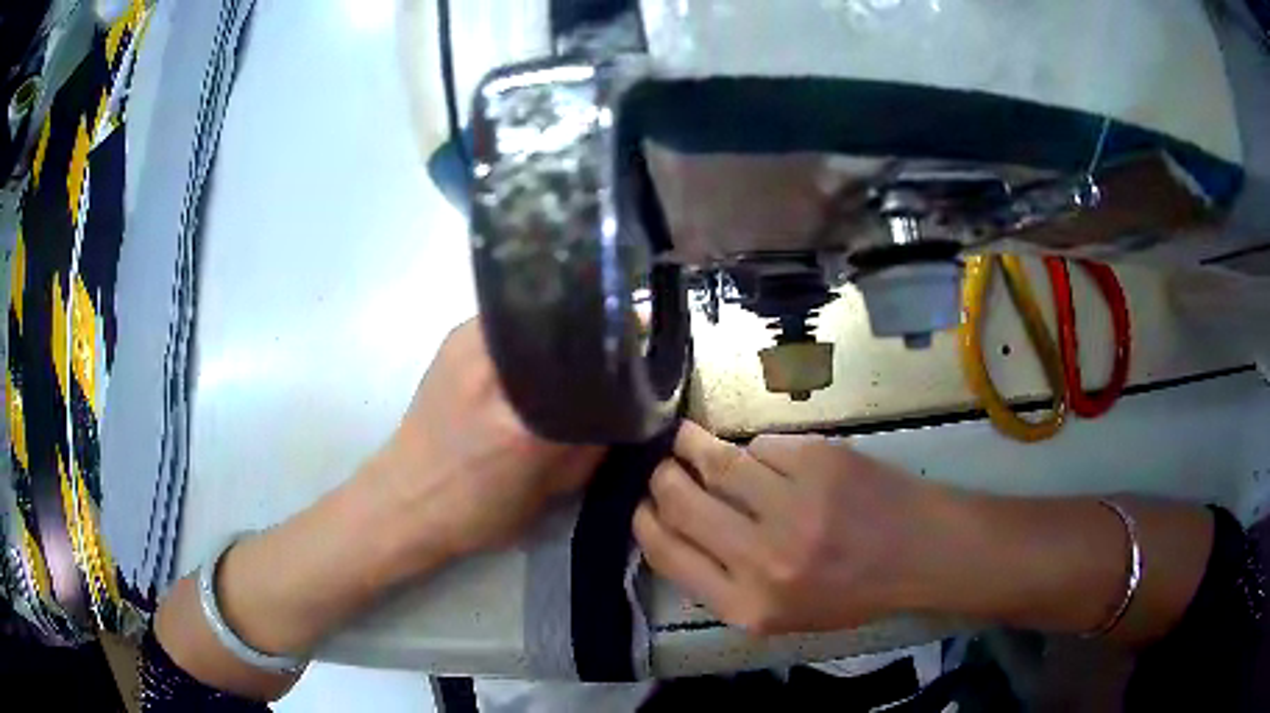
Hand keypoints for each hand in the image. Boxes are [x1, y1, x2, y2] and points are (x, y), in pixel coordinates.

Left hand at [365, 319, 605, 565]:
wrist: (404, 498)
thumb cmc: (477, 511)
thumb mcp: (550, 492)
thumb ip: (591, 448)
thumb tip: (626, 404)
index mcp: (526, 427)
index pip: (595, 368)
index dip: (624, 351)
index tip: (641, 349)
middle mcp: (498, 372)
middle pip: (568, 322)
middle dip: (597, 326)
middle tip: (614, 340)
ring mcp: (469, 345)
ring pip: (538, 311)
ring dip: (564, 321)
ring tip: (579, 339)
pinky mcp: (452, 339)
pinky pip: (510, 317)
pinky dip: (533, 325)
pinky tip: (540, 343)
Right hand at [633, 422, 947, 634]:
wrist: (920, 554)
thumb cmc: (851, 592)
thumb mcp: (780, 615)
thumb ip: (723, 584)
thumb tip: (676, 532)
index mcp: (747, 605)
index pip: (668, 554)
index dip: (645, 523)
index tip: (642, 506)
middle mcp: (763, 558)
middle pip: (682, 501)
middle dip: (662, 478)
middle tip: (663, 467)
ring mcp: (792, 504)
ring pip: (718, 461)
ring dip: (691, 444)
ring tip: (684, 438)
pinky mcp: (819, 462)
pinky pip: (763, 445)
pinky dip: (756, 448)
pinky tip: (764, 456)